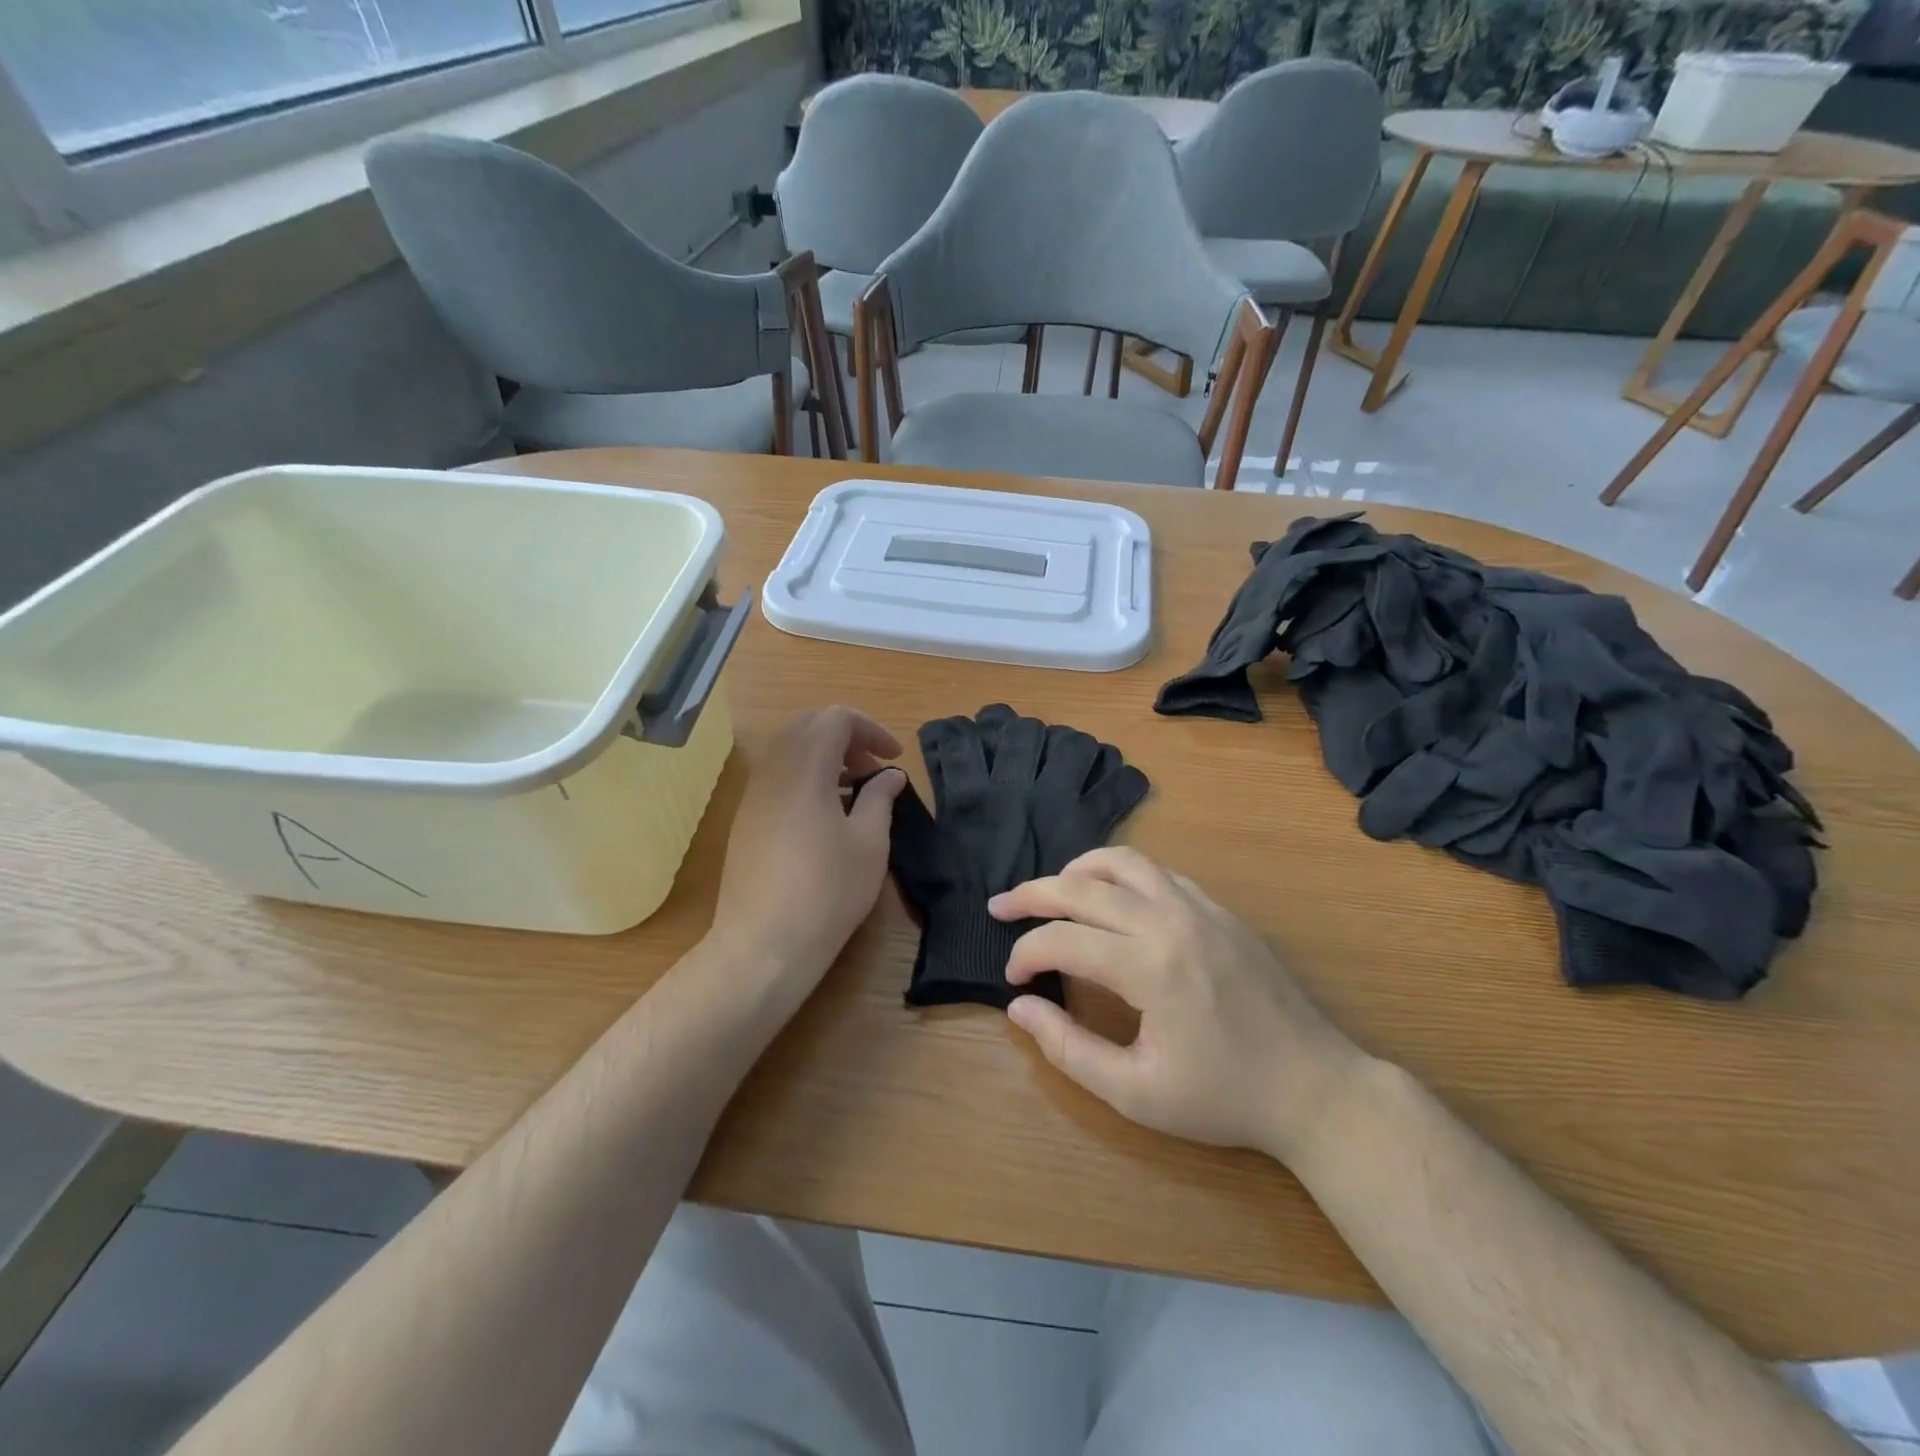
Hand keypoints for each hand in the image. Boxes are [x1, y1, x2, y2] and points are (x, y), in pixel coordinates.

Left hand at [709, 707, 905, 1017]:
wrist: (763, 943)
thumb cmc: (827, 891)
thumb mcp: (869, 842)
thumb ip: (880, 797)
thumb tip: (890, 774)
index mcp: (805, 768)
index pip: (836, 718)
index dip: (871, 729)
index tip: (893, 757)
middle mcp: (773, 771)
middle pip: (808, 726)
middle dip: (846, 737)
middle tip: (873, 768)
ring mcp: (754, 794)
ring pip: (789, 751)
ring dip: (824, 757)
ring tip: (854, 791)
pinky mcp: (746, 818)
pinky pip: (777, 776)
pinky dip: (805, 777)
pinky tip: (826, 813)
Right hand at [993, 848, 1365, 1164]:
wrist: (1315, 1088)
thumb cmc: (1223, 1098)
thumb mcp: (1135, 1093)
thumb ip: (1068, 1048)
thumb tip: (1020, 1007)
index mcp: (1149, 966)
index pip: (1063, 940)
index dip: (1026, 953)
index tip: (1012, 979)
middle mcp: (1170, 920)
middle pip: (1083, 886)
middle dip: (1032, 894)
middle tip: (1000, 906)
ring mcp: (1199, 907)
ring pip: (1124, 861)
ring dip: (1078, 870)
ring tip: (1052, 890)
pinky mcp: (1219, 909)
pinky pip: (1159, 873)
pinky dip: (1122, 874)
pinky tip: (1112, 898)